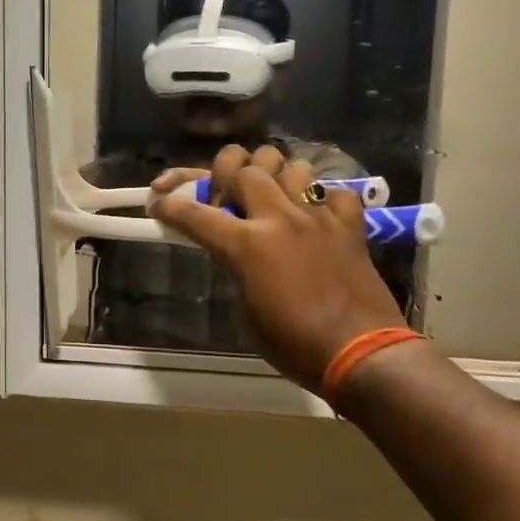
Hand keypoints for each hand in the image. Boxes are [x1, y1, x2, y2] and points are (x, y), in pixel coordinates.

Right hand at [148, 148, 407, 394]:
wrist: (362, 354)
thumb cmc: (294, 345)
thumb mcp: (246, 313)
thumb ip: (236, 270)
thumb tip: (237, 254)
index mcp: (247, 245)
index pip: (195, 213)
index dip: (169, 205)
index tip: (157, 202)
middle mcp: (280, 219)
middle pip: (246, 166)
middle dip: (226, 170)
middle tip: (224, 191)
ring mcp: (318, 218)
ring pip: (292, 167)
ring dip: (275, 176)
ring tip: (272, 195)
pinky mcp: (350, 226)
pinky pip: (335, 193)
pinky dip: (322, 199)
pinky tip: (314, 216)